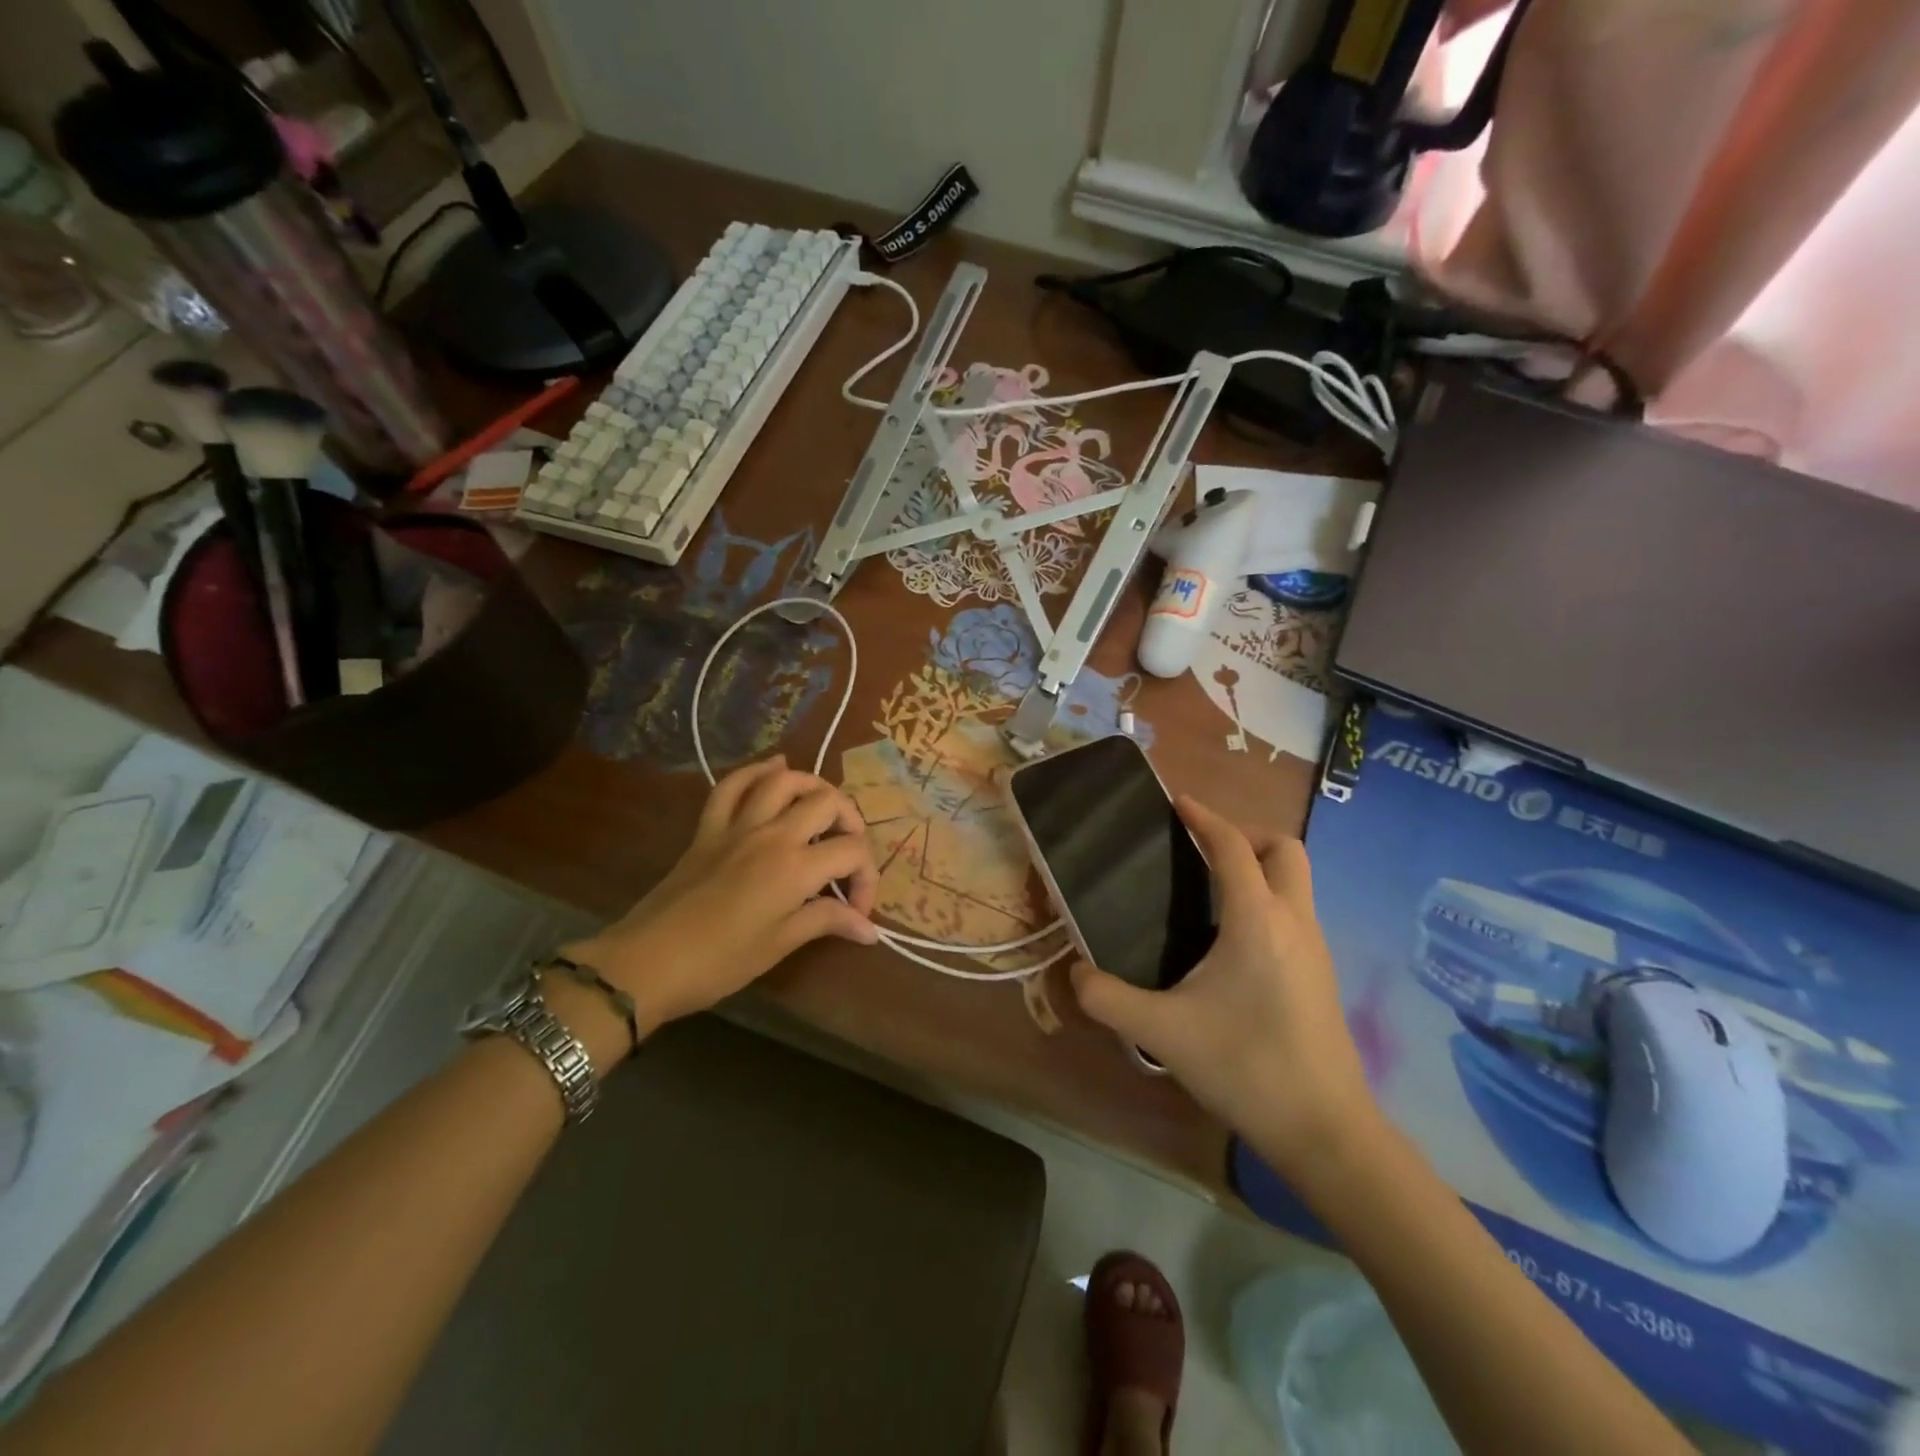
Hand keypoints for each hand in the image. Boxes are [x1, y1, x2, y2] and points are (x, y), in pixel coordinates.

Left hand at [561, 757, 879, 1035]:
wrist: (646, 964)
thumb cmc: (719, 962)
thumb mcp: (779, 945)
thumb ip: (827, 922)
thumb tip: (869, 930)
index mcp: (795, 867)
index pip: (852, 852)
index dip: (866, 879)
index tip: (856, 913)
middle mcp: (772, 834)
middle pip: (827, 802)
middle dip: (851, 823)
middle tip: (847, 855)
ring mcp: (737, 826)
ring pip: (783, 781)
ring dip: (812, 786)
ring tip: (824, 808)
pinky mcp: (708, 829)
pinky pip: (732, 786)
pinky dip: (756, 771)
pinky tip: (774, 769)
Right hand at [1069, 796, 1379, 1177]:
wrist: (1325, 1130)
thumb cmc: (1245, 1066)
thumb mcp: (1162, 1032)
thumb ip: (1108, 998)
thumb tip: (1075, 974)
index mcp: (1257, 919)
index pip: (1233, 847)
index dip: (1205, 818)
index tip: (1177, 802)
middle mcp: (1294, 920)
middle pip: (1284, 849)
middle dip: (1245, 835)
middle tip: (1202, 849)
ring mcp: (1316, 948)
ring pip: (1296, 881)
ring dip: (1259, 867)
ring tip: (1210, 889)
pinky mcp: (1322, 974)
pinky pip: (1296, 911)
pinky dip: (1268, 899)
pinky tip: (1233, 939)